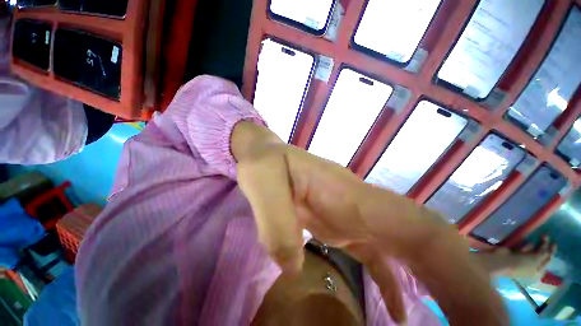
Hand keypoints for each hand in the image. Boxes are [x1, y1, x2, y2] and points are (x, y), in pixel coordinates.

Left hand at [231, 121, 459, 322]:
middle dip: (460, 284)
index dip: (456, 268)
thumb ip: (276, 222)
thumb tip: (294, 266)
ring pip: (407, 247)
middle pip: (424, 240)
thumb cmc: (263, 163)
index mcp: (345, 191)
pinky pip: (376, 254)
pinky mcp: (339, 221)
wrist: (264, 153)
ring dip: (437, 285)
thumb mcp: (263, 185)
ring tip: (456, 325)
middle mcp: (358, 202)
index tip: (485, 313)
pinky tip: (394, 311)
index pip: (416, 226)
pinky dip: (393, 282)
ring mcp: (350, 212)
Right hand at [506, 235, 556, 278]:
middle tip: (544, 236)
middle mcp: (533, 266)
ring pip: (533, 250)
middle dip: (543, 245)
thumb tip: (549, 245)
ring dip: (530, 247)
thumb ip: (545, 253)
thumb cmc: (521, 264)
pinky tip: (519, 249)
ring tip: (524, 250)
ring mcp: (525, 259)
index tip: (554, 242)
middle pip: (541, 253)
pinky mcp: (517, 253)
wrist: (502, 261)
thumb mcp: (536, 260)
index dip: (552, 251)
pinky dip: (524, 247)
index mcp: (539, 271)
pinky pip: (524, 248)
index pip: (548, 260)